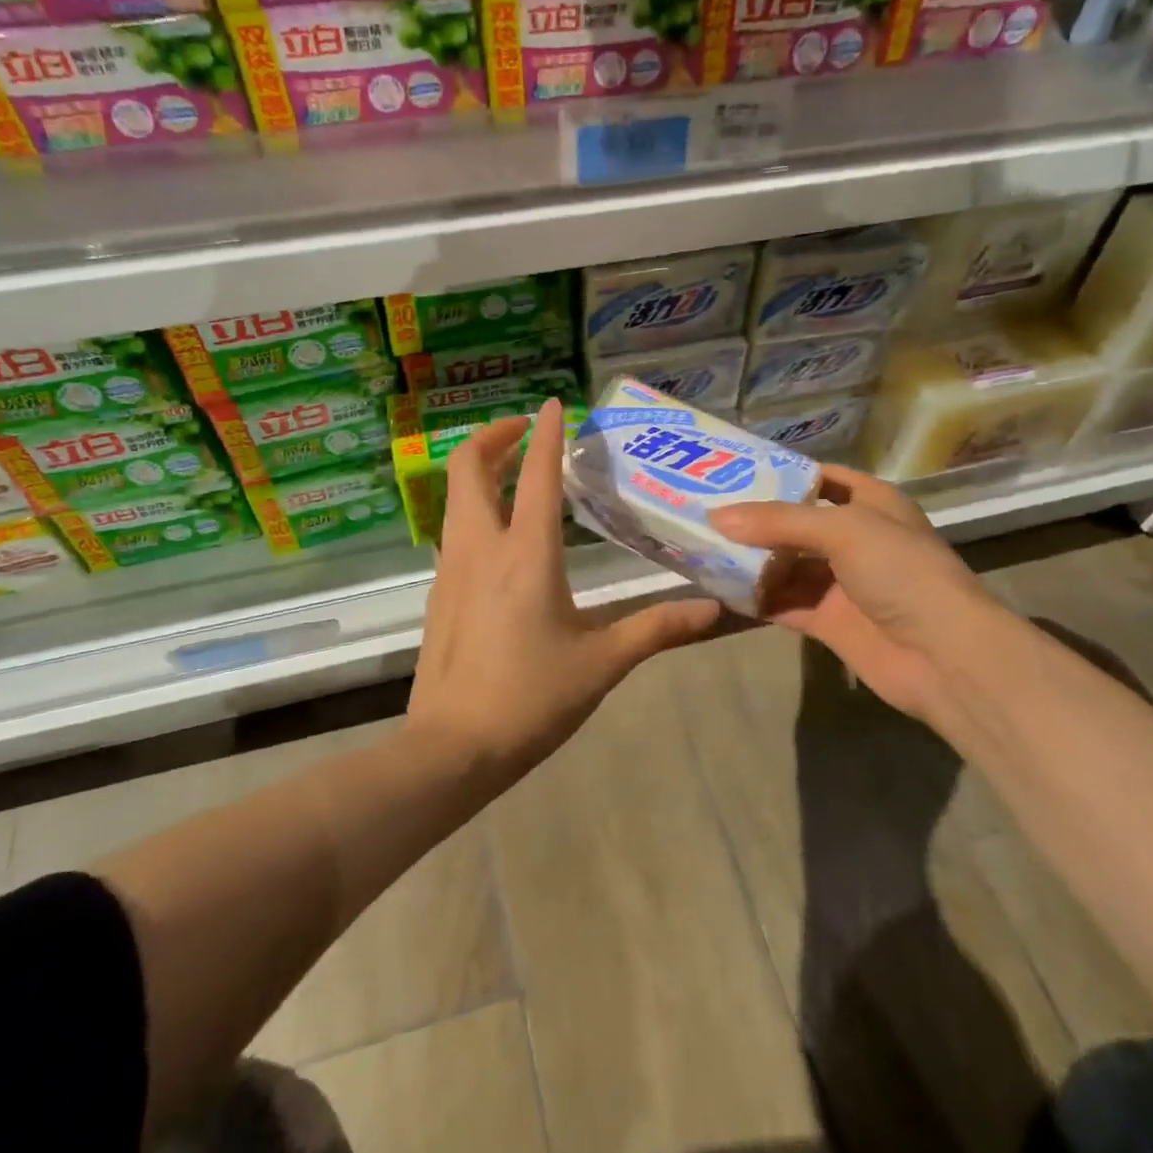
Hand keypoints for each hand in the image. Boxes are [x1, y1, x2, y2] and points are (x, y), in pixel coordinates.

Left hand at [407, 398, 720, 783]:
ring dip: (481, 471)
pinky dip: (474, 508)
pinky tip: (499, 535)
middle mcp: (481, 548)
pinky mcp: (438, 593)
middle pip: (469, 468)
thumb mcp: (602, 664)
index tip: (552, 403)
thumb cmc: (530, 700)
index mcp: (526, 555)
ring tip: (513, 473)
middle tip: (523, 431)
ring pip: (455, 497)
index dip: (544, 432)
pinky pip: (454, 531)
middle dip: (493, 437)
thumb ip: (657, 629)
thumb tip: (714, 611)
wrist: (451, 749)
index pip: (535, 473)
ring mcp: (451, 568)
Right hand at [710, 465, 1011, 730]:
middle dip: (753, 520)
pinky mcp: (827, 620)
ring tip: (700, 547)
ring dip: (749, 560)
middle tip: (702, 511)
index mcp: (870, 503)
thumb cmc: (902, 573)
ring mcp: (840, 582)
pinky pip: (783, 602)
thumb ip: (778, 521)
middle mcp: (854, 538)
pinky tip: (719, 589)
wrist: (944, 657)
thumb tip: (716, 516)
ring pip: (784, 564)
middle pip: (794, 523)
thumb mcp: (844, 530)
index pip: (818, 478)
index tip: (730, 471)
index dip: (779, 473)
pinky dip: (755, 597)